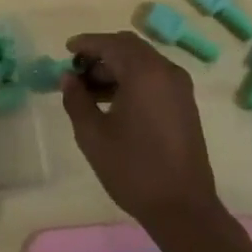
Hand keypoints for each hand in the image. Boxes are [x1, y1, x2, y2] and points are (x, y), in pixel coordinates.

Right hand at [61, 31, 223, 234]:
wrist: (183, 208)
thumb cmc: (133, 169)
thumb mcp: (93, 135)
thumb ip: (76, 100)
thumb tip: (68, 78)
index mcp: (144, 73)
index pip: (110, 44)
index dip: (86, 43)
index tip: (66, 50)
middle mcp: (166, 71)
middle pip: (129, 47)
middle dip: (101, 54)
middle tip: (77, 72)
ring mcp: (179, 87)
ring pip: (143, 61)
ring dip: (116, 67)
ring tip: (90, 91)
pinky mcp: (185, 103)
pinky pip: (155, 77)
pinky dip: (133, 79)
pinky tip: (114, 101)